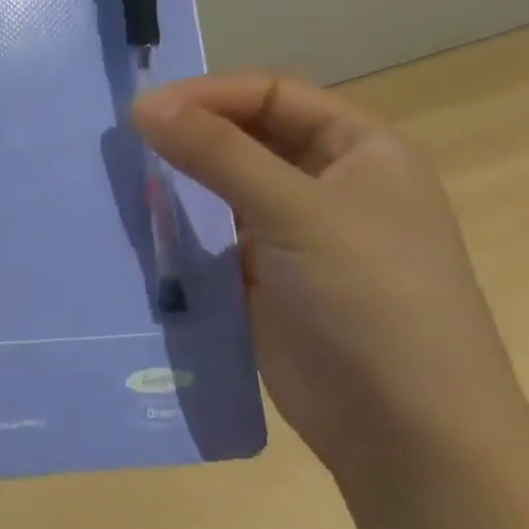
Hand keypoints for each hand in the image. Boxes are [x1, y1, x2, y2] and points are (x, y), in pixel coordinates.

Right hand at [131, 73, 528, 490]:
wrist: (405, 432)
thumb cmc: (370, 300)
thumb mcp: (295, 212)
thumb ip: (217, 152)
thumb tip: (141, 103)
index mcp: (361, 152)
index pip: (273, 96)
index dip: (210, 95)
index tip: (143, 110)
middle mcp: (329, 185)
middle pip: (247, 138)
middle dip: (189, 136)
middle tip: (124, 142)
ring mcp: (295, 236)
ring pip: (224, 189)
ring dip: (179, 183)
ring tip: (123, 180)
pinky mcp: (264, 280)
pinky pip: (213, 238)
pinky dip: (179, 229)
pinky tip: (141, 228)